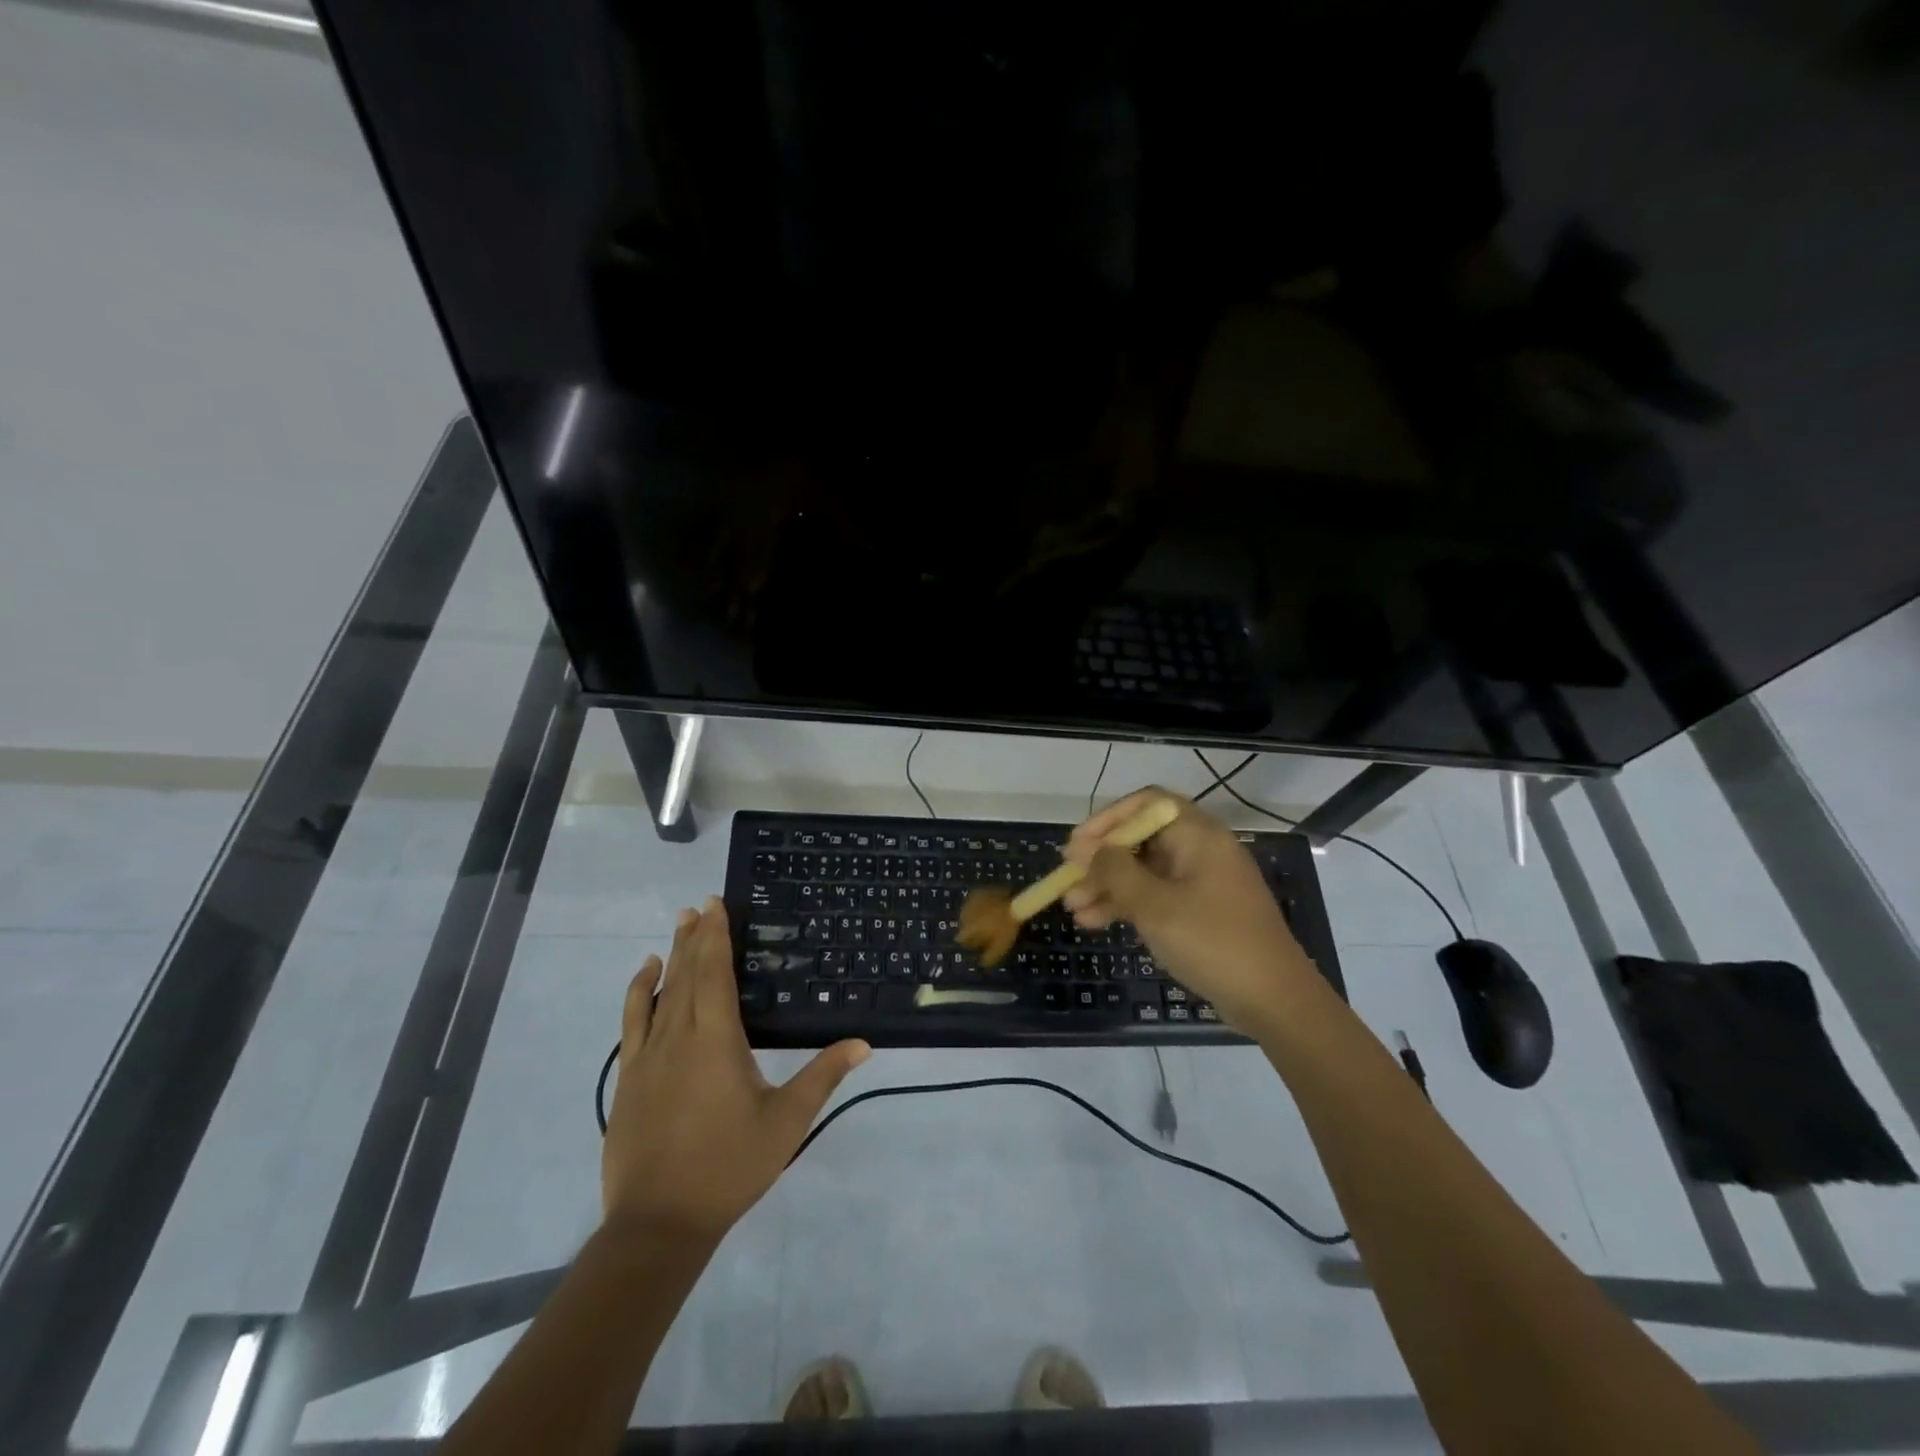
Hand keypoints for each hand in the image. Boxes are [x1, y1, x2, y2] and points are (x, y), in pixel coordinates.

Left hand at [601, 898, 869, 1241]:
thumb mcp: (786, 1122)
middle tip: (700, 904)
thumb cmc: (729, 1166)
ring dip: (670, 956)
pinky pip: (633, 1021)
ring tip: (678, 925)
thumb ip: (823, 1076)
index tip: (715, 904)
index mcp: (717, 1040)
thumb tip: (863, 1043)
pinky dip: (638, 992)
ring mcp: (649, 1056)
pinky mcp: (630, 1077)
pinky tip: (645, 976)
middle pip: (687, 974)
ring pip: (660, 992)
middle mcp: (680, 1036)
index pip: (715, 973)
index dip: (716, 936)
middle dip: (695, 937)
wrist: (658, 1222)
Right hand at [1063, 788, 1313, 1029]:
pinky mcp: (1200, 911)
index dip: (1107, 819)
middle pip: (1141, 839)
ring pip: (1144, 871)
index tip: (1076, 845)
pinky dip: (1126, 905)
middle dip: (1101, 859)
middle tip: (1067, 880)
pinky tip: (1094, 922)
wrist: (1274, 1001)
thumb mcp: (1155, 906)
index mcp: (1198, 835)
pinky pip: (1155, 896)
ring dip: (1107, 886)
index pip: (1146, 804)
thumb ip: (1116, 872)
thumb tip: (1089, 850)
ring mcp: (1201, 882)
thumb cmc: (1213, 942)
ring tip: (1072, 908)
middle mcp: (1200, 850)